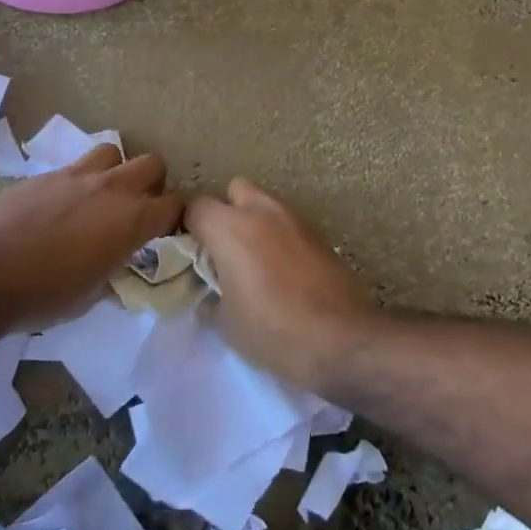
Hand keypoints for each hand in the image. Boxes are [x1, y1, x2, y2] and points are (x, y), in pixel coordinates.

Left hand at [0, 145, 181, 330]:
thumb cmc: (43, 295)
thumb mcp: (90, 297)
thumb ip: (113, 273)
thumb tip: (117, 268)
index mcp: (131, 220)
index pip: (173, 206)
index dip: (174, 218)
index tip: (165, 231)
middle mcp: (111, 188)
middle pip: (152, 163)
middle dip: (152, 183)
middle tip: (137, 206)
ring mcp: (76, 175)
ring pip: (112, 152)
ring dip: (114, 170)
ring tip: (100, 196)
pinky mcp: (45, 174)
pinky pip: (73, 167)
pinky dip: (76, 182)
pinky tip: (59, 207)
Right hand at [184, 179, 376, 389]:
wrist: (340, 339)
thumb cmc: (273, 331)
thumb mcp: (226, 322)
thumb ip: (211, 292)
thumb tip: (210, 286)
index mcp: (230, 228)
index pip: (196, 207)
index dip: (190, 228)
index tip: (193, 254)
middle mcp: (261, 211)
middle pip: (234, 190)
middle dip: (226, 212)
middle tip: (225, 250)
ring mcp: (294, 218)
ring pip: (265, 202)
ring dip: (255, 221)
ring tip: (256, 260)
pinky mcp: (319, 232)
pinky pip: (289, 222)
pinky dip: (280, 235)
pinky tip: (284, 269)